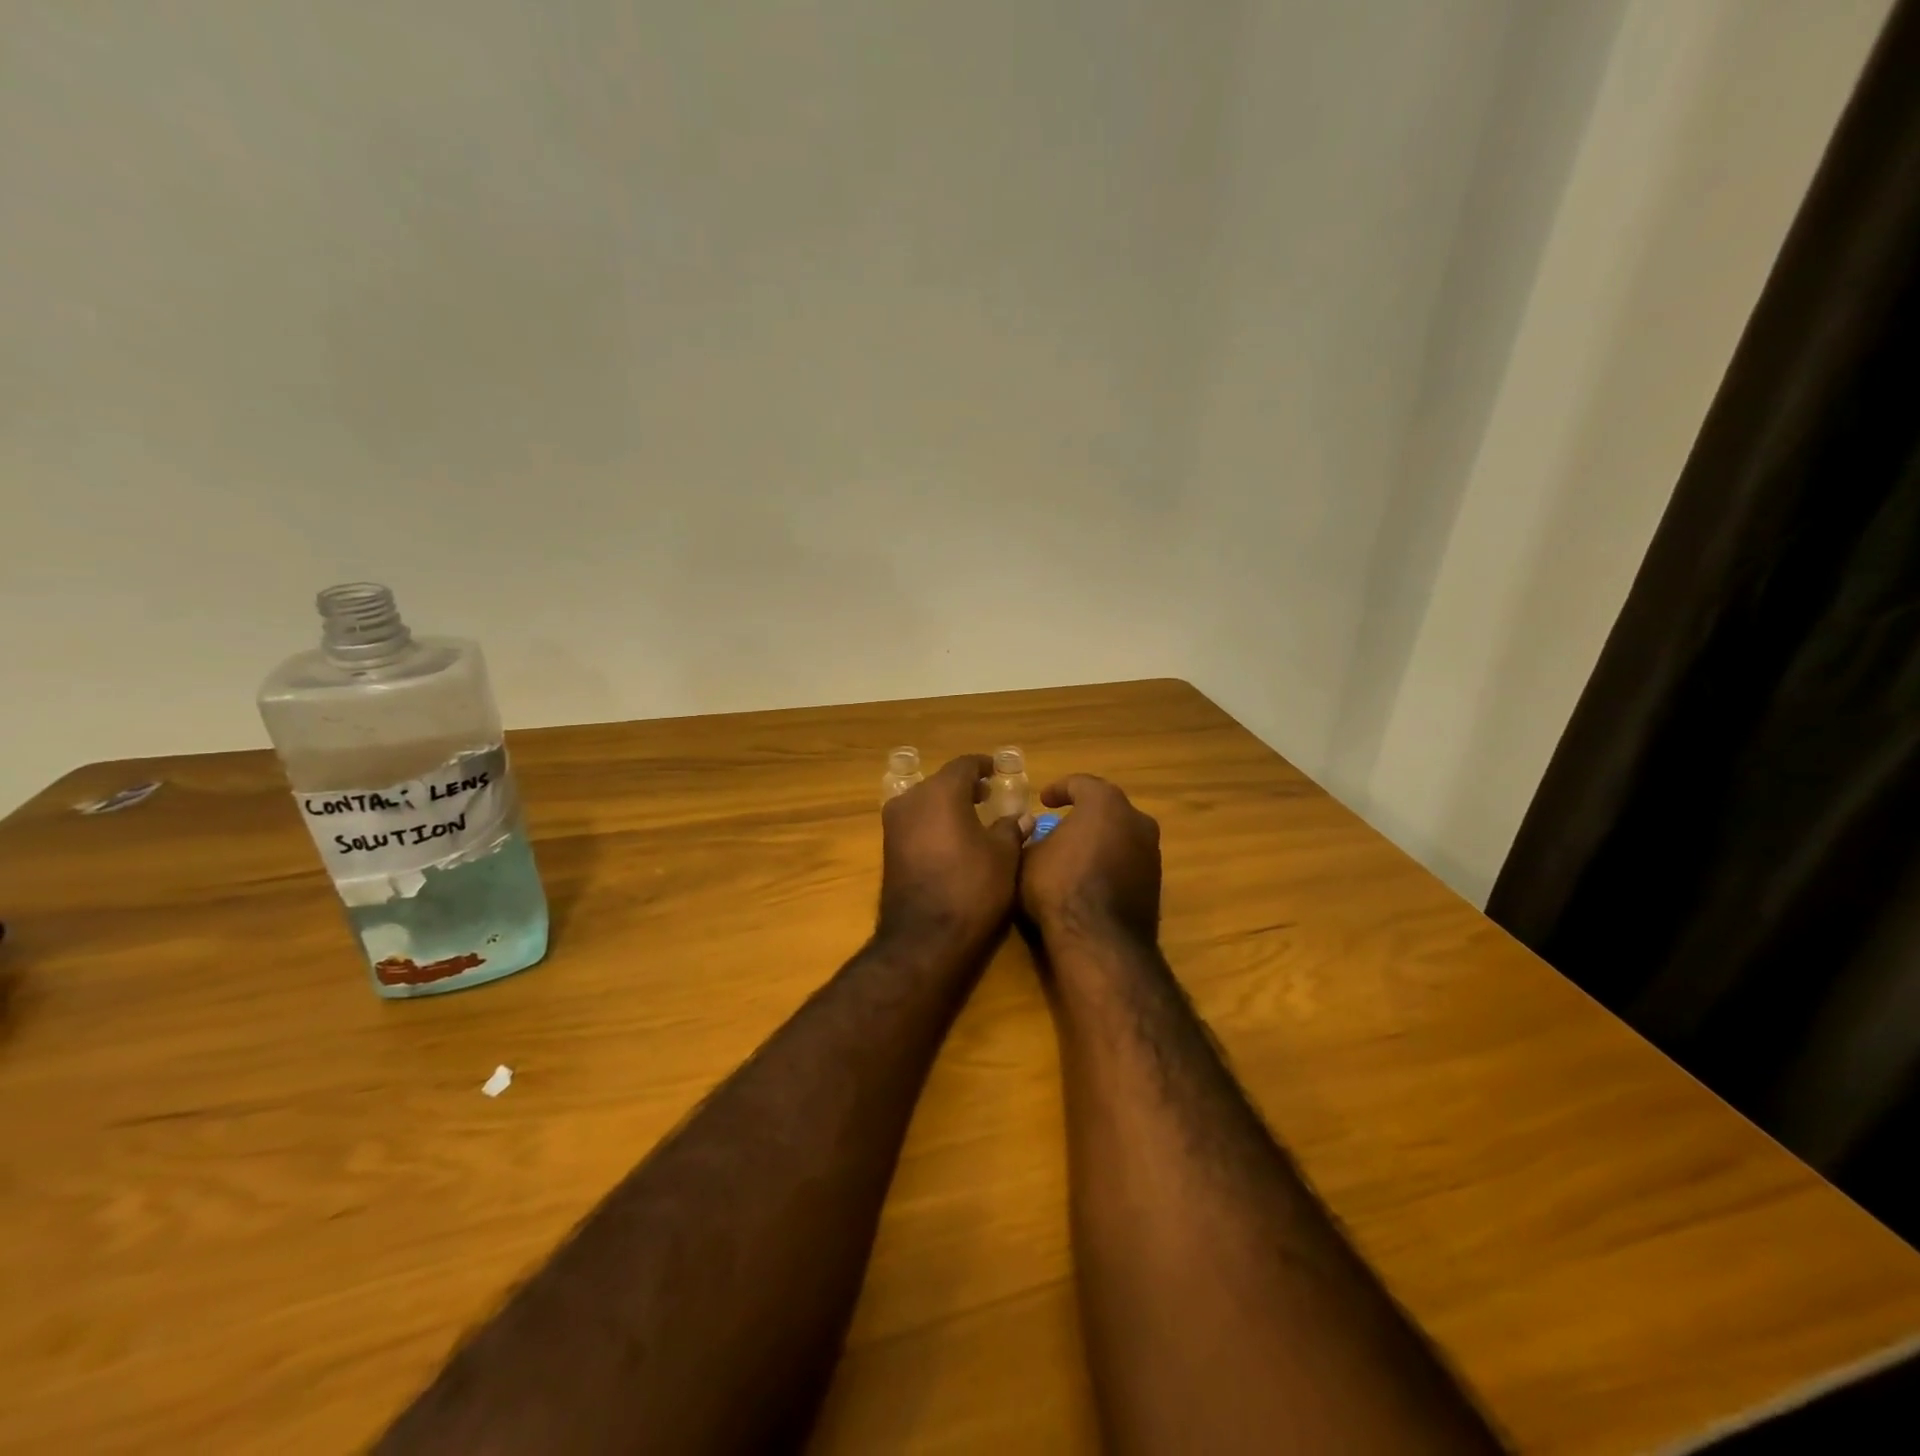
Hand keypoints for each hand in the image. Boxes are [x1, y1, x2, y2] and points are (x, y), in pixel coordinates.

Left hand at [877, 754, 1030, 955]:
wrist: (925, 937)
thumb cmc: (971, 887)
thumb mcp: (1003, 856)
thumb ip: (1011, 829)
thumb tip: (1022, 817)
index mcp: (940, 791)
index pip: (964, 765)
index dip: (983, 765)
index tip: (997, 770)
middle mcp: (911, 799)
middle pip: (941, 781)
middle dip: (965, 785)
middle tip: (988, 794)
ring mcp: (894, 824)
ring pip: (924, 801)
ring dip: (947, 804)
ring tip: (972, 817)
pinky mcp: (888, 849)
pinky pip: (915, 822)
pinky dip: (933, 822)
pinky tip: (952, 839)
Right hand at [1019, 775, 1160, 946]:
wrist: (1099, 938)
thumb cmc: (1058, 885)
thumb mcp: (1029, 857)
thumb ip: (1034, 839)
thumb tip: (1038, 836)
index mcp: (1105, 803)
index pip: (1080, 784)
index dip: (1059, 789)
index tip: (1044, 801)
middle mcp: (1136, 819)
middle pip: (1107, 807)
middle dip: (1086, 814)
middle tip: (1064, 824)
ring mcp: (1151, 851)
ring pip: (1122, 835)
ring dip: (1102, 839)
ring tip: (1078, 853)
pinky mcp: (1156, 882)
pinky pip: (1129, 861)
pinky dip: (1112, 863)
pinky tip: (1093, 878)